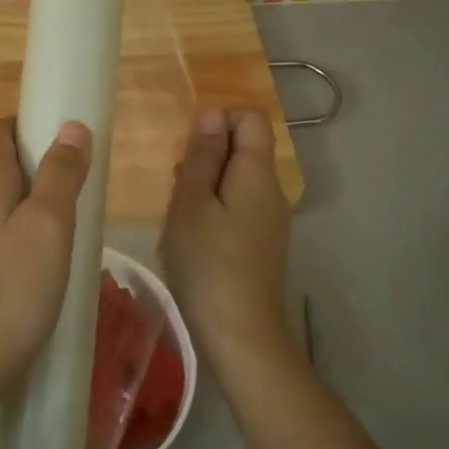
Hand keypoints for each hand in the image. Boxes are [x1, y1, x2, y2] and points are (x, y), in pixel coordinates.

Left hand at [0, 117, 92, 425]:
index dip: (25, 126)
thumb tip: (71, 126)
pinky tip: (29, 274)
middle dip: (30, 171)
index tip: (61, 144)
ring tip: (58, 239)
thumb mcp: (49, 228)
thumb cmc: (9, 293)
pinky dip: (6, 241)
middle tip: (71, 198)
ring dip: (20, 209)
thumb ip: (60, 174)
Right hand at [159, 109, 296, 384]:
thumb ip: (202, 156)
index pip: (251, 117)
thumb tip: (212, 114)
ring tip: (179, 212)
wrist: (241, 334)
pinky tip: (193, 235)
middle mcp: (273, 190)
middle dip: (207, 154)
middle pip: (245, 148)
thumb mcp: (192, 203)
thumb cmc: (208, 263)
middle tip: (176, 184)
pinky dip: (215, 208)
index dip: (219, 119)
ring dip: (206, 183)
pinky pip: (239, 206)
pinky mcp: (263, 243)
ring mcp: (271, 219)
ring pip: (238, 179)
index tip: (187, 147)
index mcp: (258, 173)